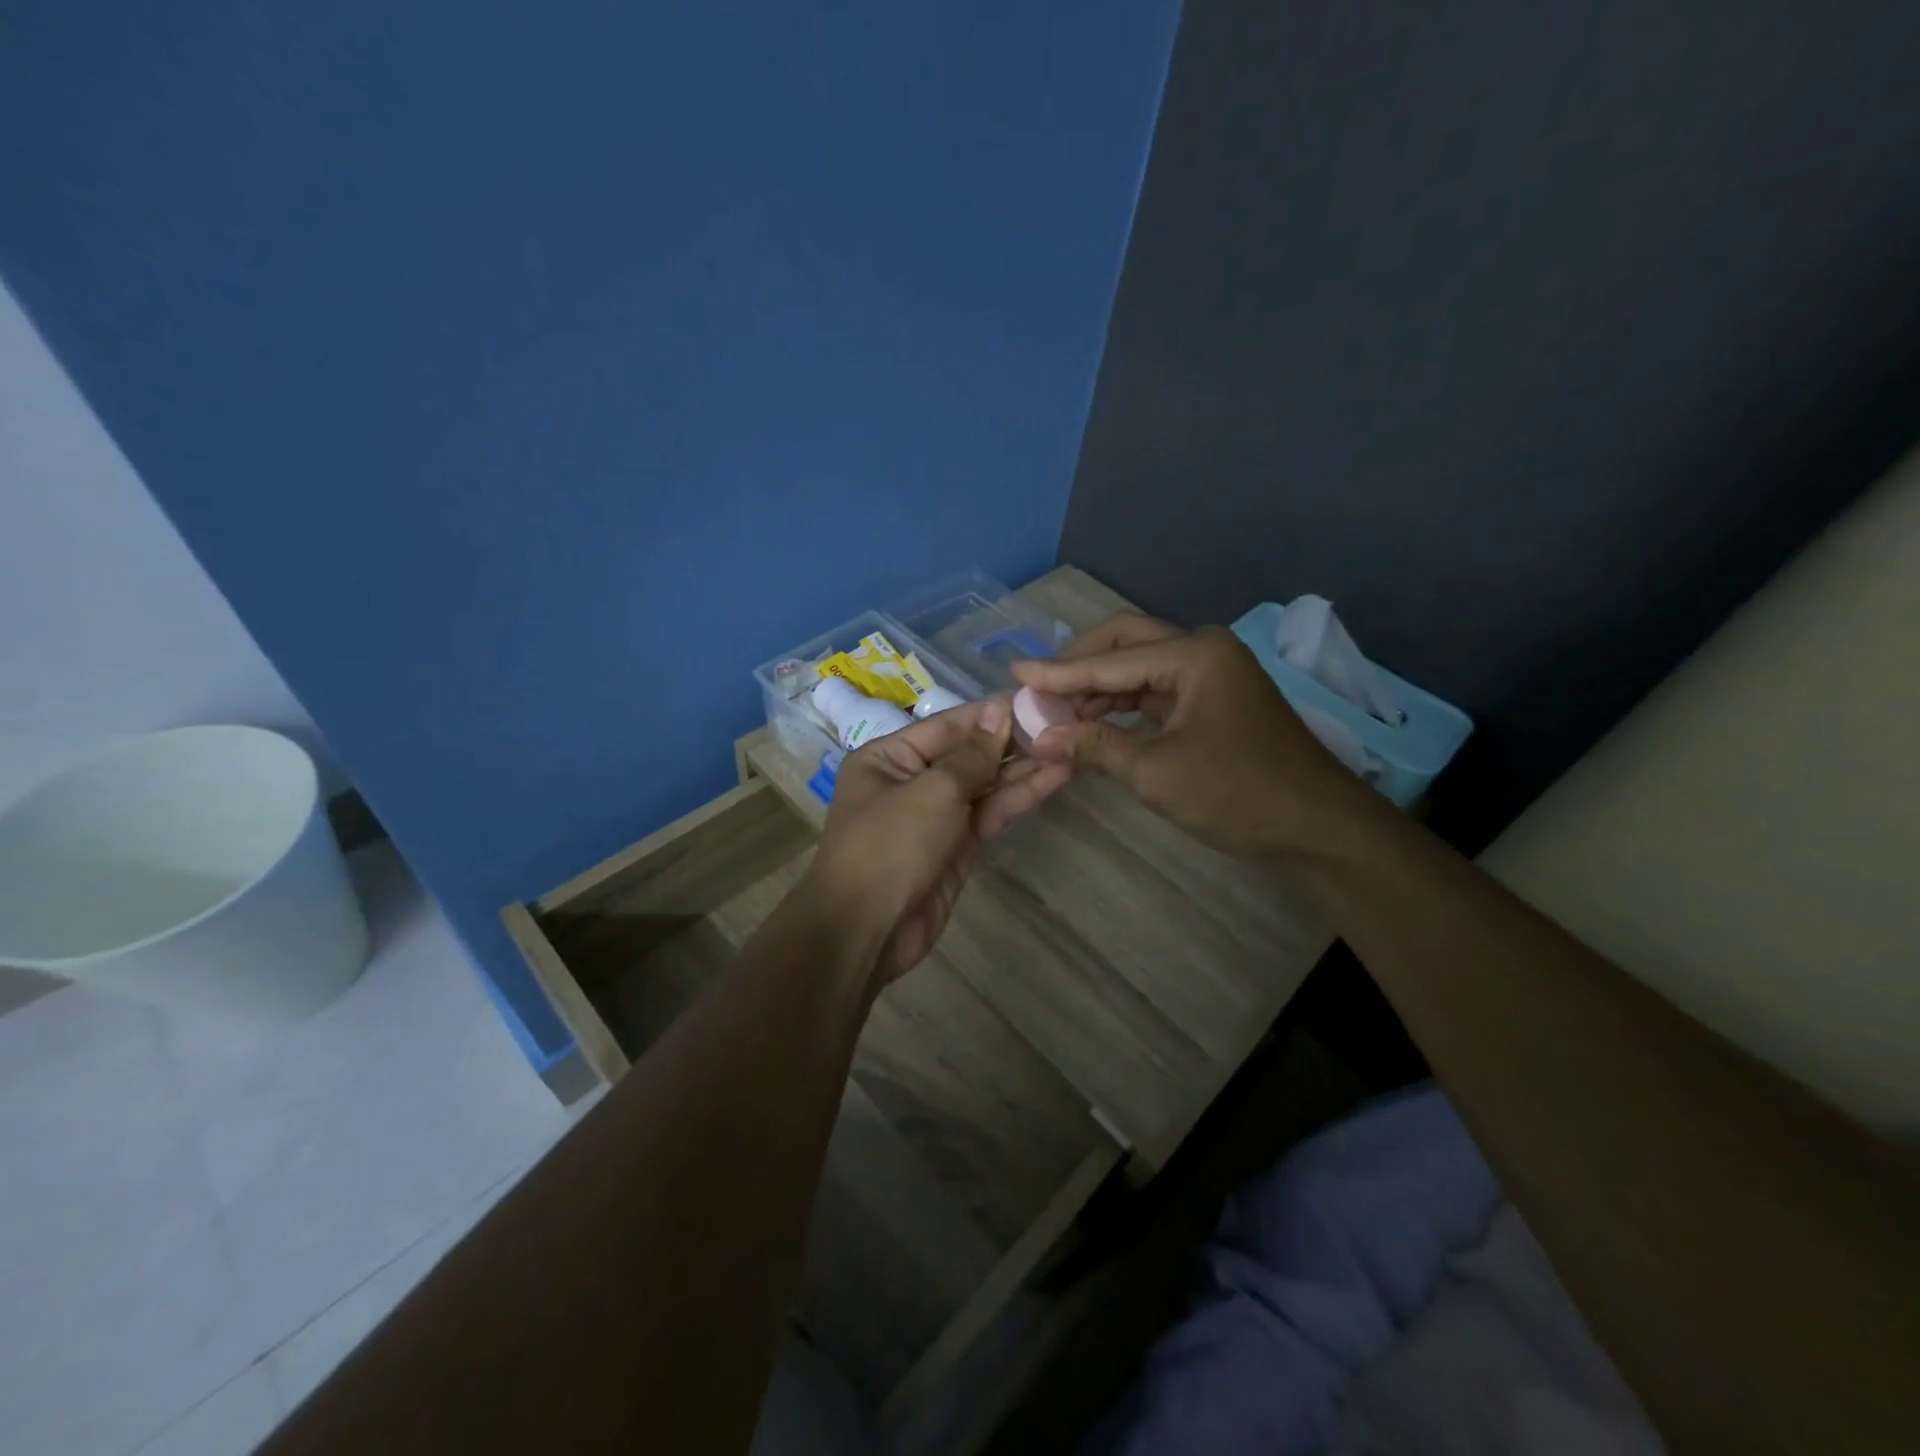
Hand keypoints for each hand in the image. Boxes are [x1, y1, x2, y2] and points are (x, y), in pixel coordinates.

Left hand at [806, 698, 1067, 986]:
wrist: (867, 931)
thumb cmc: (890, 846)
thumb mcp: (932, 791)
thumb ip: (971, 755)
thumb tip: (998, 711)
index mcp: (888, 758)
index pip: (947, 725)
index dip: (990, 713)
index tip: (1034, 698)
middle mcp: (910, 781)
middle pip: (967, 754)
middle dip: (1012, 741)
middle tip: (1062, 722)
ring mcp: (935, 816)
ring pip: (984, 785)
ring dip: (1023, 769)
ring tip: (1068, 747)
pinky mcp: (956, 847)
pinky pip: (989, 813)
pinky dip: (1018, 797)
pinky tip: (1053, 778)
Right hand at [1010, 613, 1365, 861]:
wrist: (1318, 830)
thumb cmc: (1238, 794)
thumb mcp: (1157, 772)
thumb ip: (1095, 747)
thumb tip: (1039, 737)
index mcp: (1195, 654)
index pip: (1110, 660)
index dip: (1058, 672)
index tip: (1013, 674)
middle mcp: (1203, 651)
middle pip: (1126, 643)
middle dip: (1079, 665)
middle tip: (1037, 688)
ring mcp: (1211, 676)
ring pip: (1140, 667)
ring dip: (1098, 686)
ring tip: (1055, 712)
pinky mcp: (1213, 702)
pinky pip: (1156, 691)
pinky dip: (1122, 705)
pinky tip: (1093, 722)